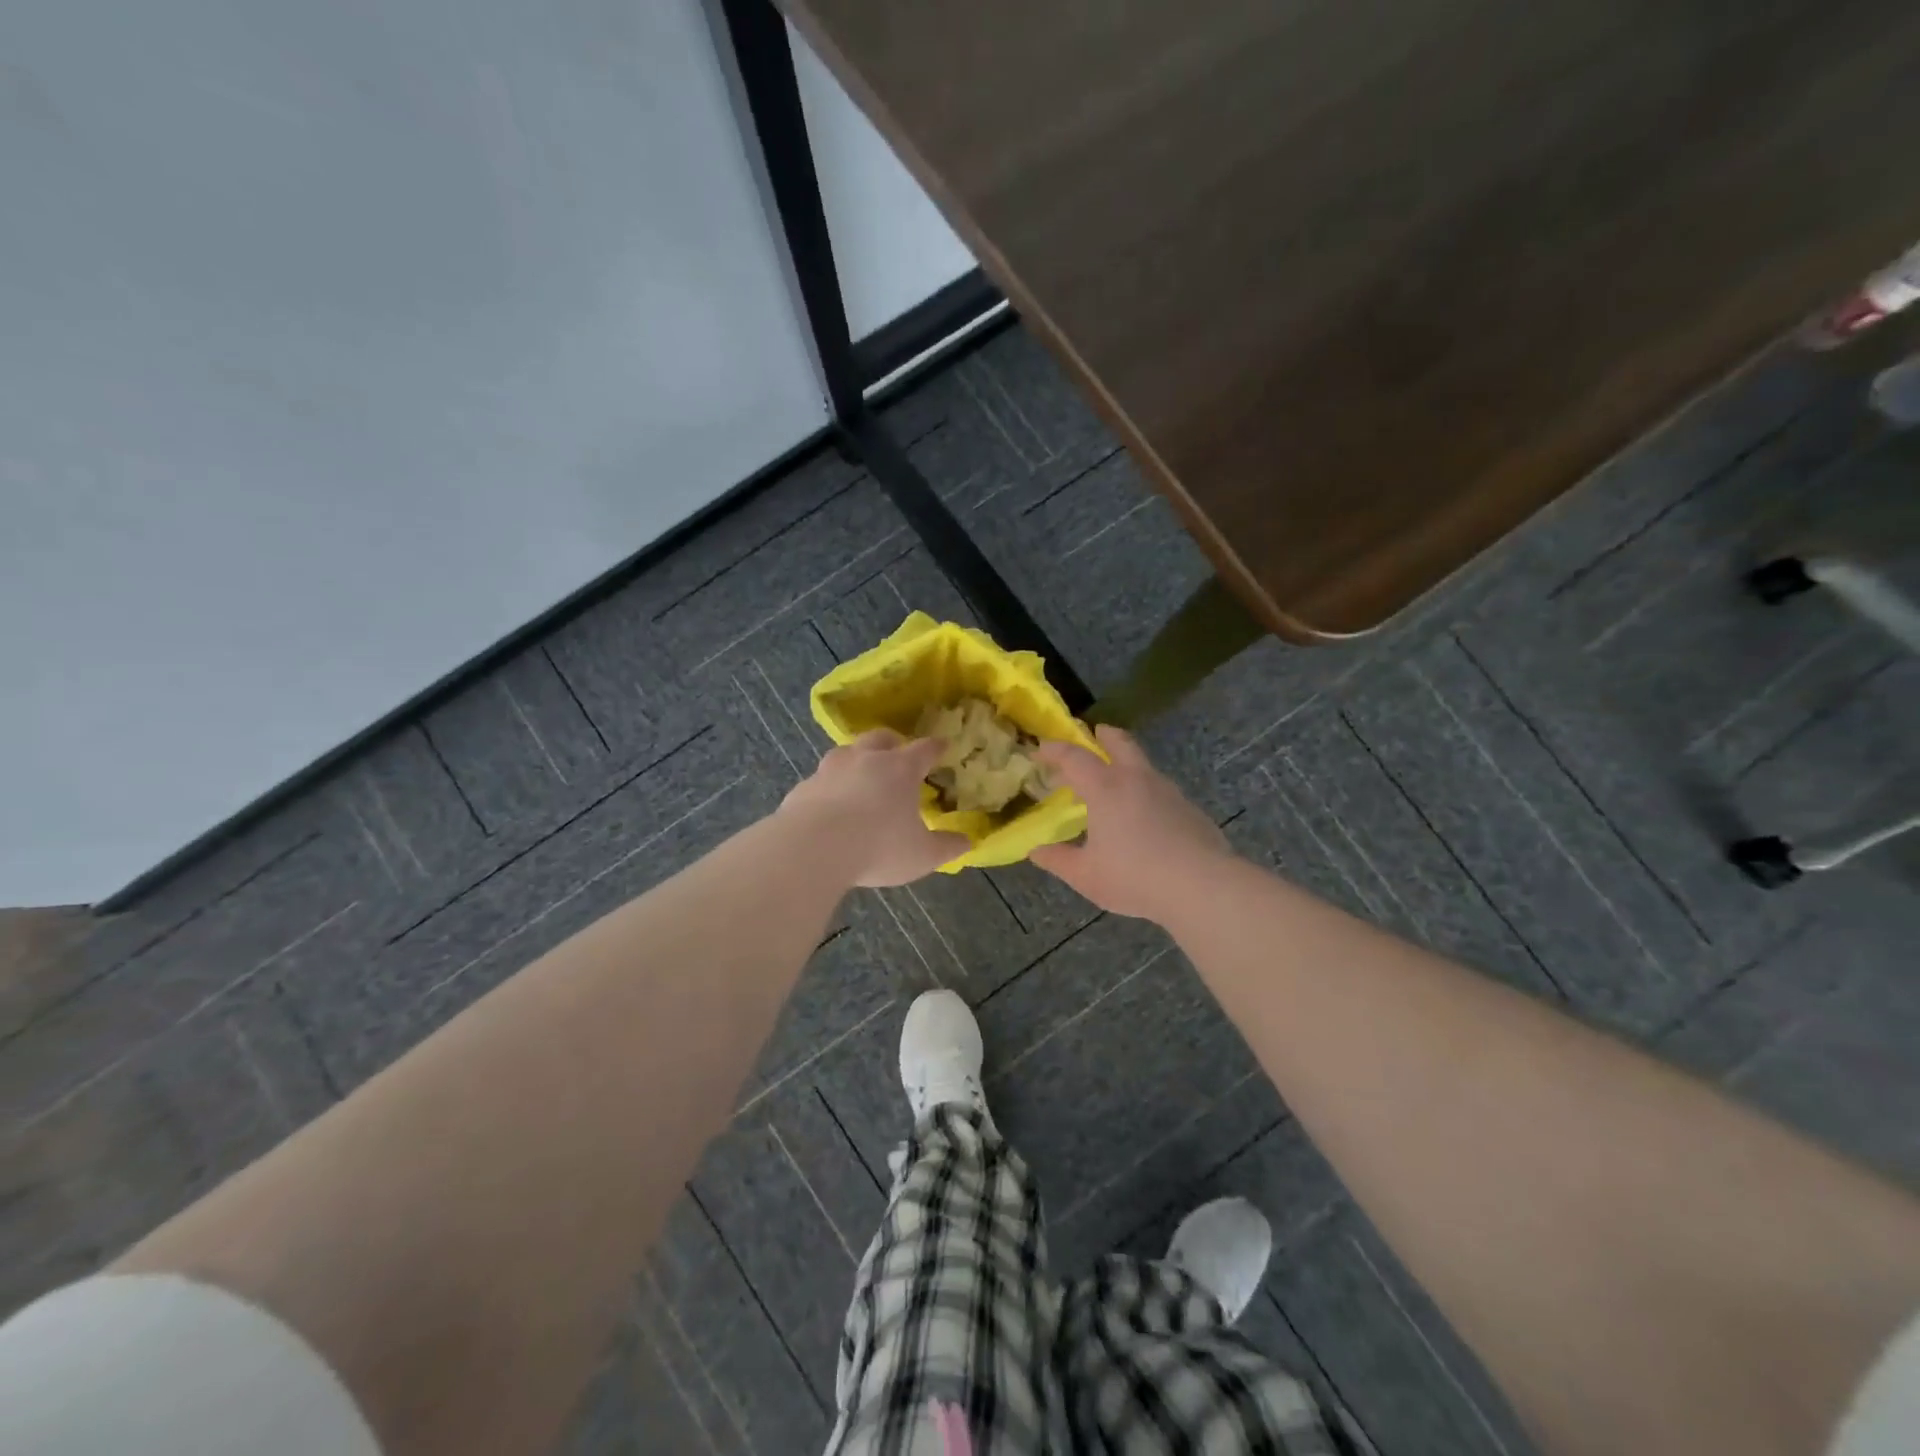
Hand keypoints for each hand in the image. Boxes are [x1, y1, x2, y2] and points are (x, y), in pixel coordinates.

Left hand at [781, 730, 969, 887]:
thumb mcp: (922, 855)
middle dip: (892, 742)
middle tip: (897, 753)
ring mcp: (830, 770)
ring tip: (860, 776)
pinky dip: (829, 787)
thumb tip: (966, 842)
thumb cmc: (878, 846)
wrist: (813, 848)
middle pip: (881, 738)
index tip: (942, 745)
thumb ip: (946, 847)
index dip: (935, 747)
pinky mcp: (804, 787)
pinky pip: (821, 780)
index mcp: (900, 769)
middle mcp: (865, 760)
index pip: (924, 749)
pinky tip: (829, 805)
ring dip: (856, 760)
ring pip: (846, 753)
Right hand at [1031, 725, 1234, 920]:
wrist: (1202, 886)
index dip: (1054, 750)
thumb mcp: (1085, 875)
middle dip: (1103, 735)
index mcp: (1105, 788)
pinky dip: (1146, 791)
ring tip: (1116, 783)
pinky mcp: (1190, 809)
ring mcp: (1168, 791)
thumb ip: (1057, 860)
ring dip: (1127, 763)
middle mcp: (1137, 779)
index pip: (1074, 757)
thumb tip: (1035, 851)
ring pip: (1144, 765)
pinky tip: (1145, 816)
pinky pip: (1161, 790)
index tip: (1040, 749)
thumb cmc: (1134, 877)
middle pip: (1120, 742)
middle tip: (1094, 733)